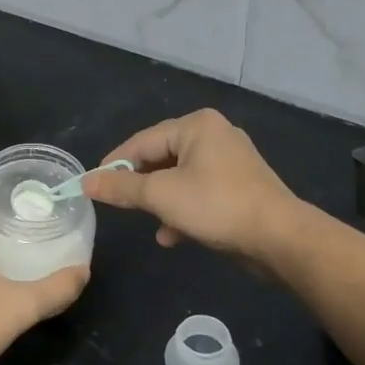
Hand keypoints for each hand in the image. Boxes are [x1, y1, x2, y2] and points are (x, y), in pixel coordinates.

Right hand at [81, 109, 302, 272]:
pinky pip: (200, 193)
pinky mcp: (240, 187)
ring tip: (148, 221)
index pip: (142, 141)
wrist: (279, 238)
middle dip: (141, 185)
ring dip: (161, 202)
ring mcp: (231, 161)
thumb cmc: (216, 206)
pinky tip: (172, 236)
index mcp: (196, 126)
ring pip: (180, 178)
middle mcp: (215, 135)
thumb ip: (121, 188)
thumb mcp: (161, 195)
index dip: (115, 164)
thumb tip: (86, 182)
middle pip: (162, 157)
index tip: (93, 184)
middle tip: (118, 204)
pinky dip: (184, 210)